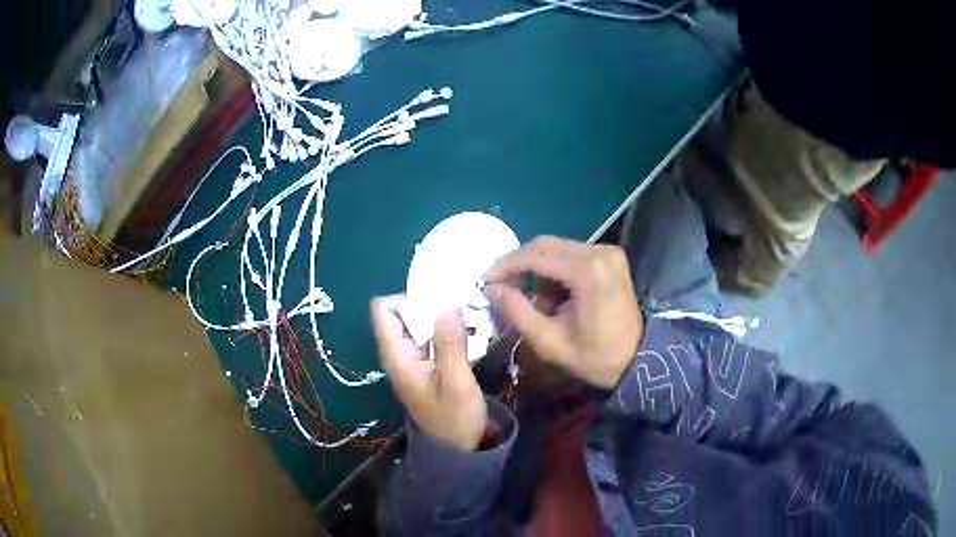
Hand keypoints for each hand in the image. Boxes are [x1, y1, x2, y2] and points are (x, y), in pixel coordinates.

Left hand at [370, 295, 487, 450]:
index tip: (437, 305)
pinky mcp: (426, 366)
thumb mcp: (457, 382)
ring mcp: (412, 360)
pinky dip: (446, 331)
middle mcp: (399, 354)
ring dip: (441, 318)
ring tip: (469, 318)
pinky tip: (469, 334)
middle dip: (429, 305)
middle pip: (402, 313)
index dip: (406, 299)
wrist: (458, 450)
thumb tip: (446, 304)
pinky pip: (431, 337)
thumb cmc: (455, 419)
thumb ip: (450, 344)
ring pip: (418, 324)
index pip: (382, 310)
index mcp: (397, 356)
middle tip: (461, 308)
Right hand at [484, 236, 642, 389]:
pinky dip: (552, 269)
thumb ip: (518, 312)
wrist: (638, 359)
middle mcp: (600, 251)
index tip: (485, 281)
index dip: (506, 265)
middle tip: (499, 286)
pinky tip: (546, 291)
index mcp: (588, 271)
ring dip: (535, 267)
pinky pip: (570, 254)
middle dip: (518, 264)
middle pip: (545, 245)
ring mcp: (607, 252)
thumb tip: (492, 289)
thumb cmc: (595, 356)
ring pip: (556, 248)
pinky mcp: (609, 257)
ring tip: (522, 293)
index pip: (536, 255)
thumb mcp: (551, 342)